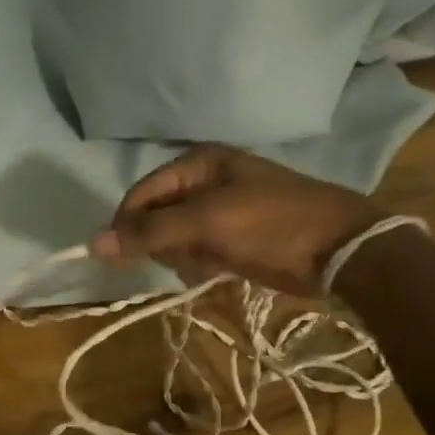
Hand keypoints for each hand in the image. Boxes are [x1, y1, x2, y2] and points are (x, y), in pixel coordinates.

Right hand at [90, 144, 380, 294]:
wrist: (343, 250)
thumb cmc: (271, 225)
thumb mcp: (206, 223)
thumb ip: (149, 233)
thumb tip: (92, 243)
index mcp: (198, 163)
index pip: (141, 193)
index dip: (126, 224)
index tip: (120, 257)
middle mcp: (205, 180)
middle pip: (156, 216)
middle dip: (163, 242)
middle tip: (185, 256)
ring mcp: (220, 209)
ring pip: (174, 237)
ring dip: (183, 256)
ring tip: (206, 265)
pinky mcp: (233, 235)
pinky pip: (197, 250)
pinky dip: (200, 263)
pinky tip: (218, 271)